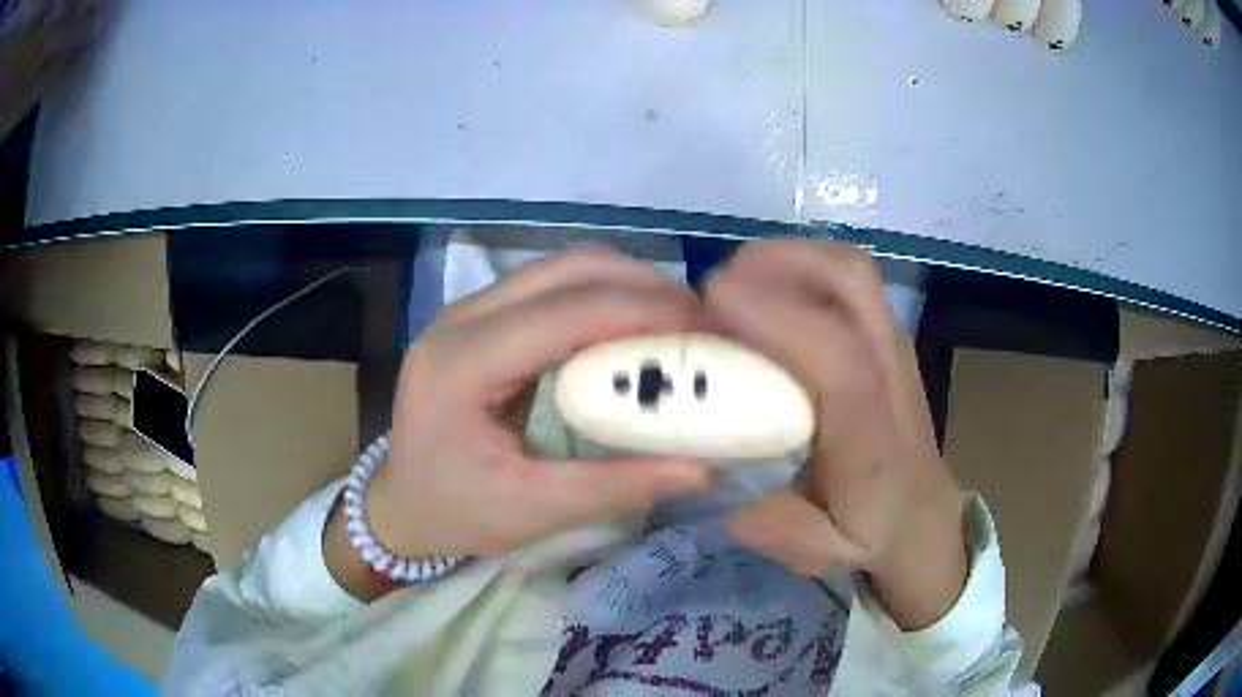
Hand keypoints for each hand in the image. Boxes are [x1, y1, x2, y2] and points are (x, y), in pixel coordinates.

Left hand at [325, 247, 711, 598]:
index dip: (642, 309)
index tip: (705, 328)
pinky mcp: (479, 319)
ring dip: (623, 283)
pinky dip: (599, 296)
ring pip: (559, 267)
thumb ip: (618, 486)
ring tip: (673, 319)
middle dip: (641, 284)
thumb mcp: (534, 511)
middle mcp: (461, 319)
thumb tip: (703, 470)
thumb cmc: (455, 512)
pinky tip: (629, 326)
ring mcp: (467, 312)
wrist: (399, 504)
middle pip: (564, 268)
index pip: (564, 312)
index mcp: (462, 364)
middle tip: (698, 320)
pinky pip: (549, 287)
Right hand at [703, 241, 966, 629]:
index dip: (777, 318)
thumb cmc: (871, 534)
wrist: (925, 518)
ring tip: (736, 286)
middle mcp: (890, 373)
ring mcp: (893, 344)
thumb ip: (768, 522)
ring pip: (848, 268)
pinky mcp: (887, 334)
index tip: (713, 302)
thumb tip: (707, 466)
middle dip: (774, 266)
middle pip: (849, 282)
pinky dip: (800, 267)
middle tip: (714, 290)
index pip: (840, 359)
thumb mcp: (816, 552)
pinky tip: (768, 296)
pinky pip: (845, 278)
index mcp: (872, 436)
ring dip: (786, 259)